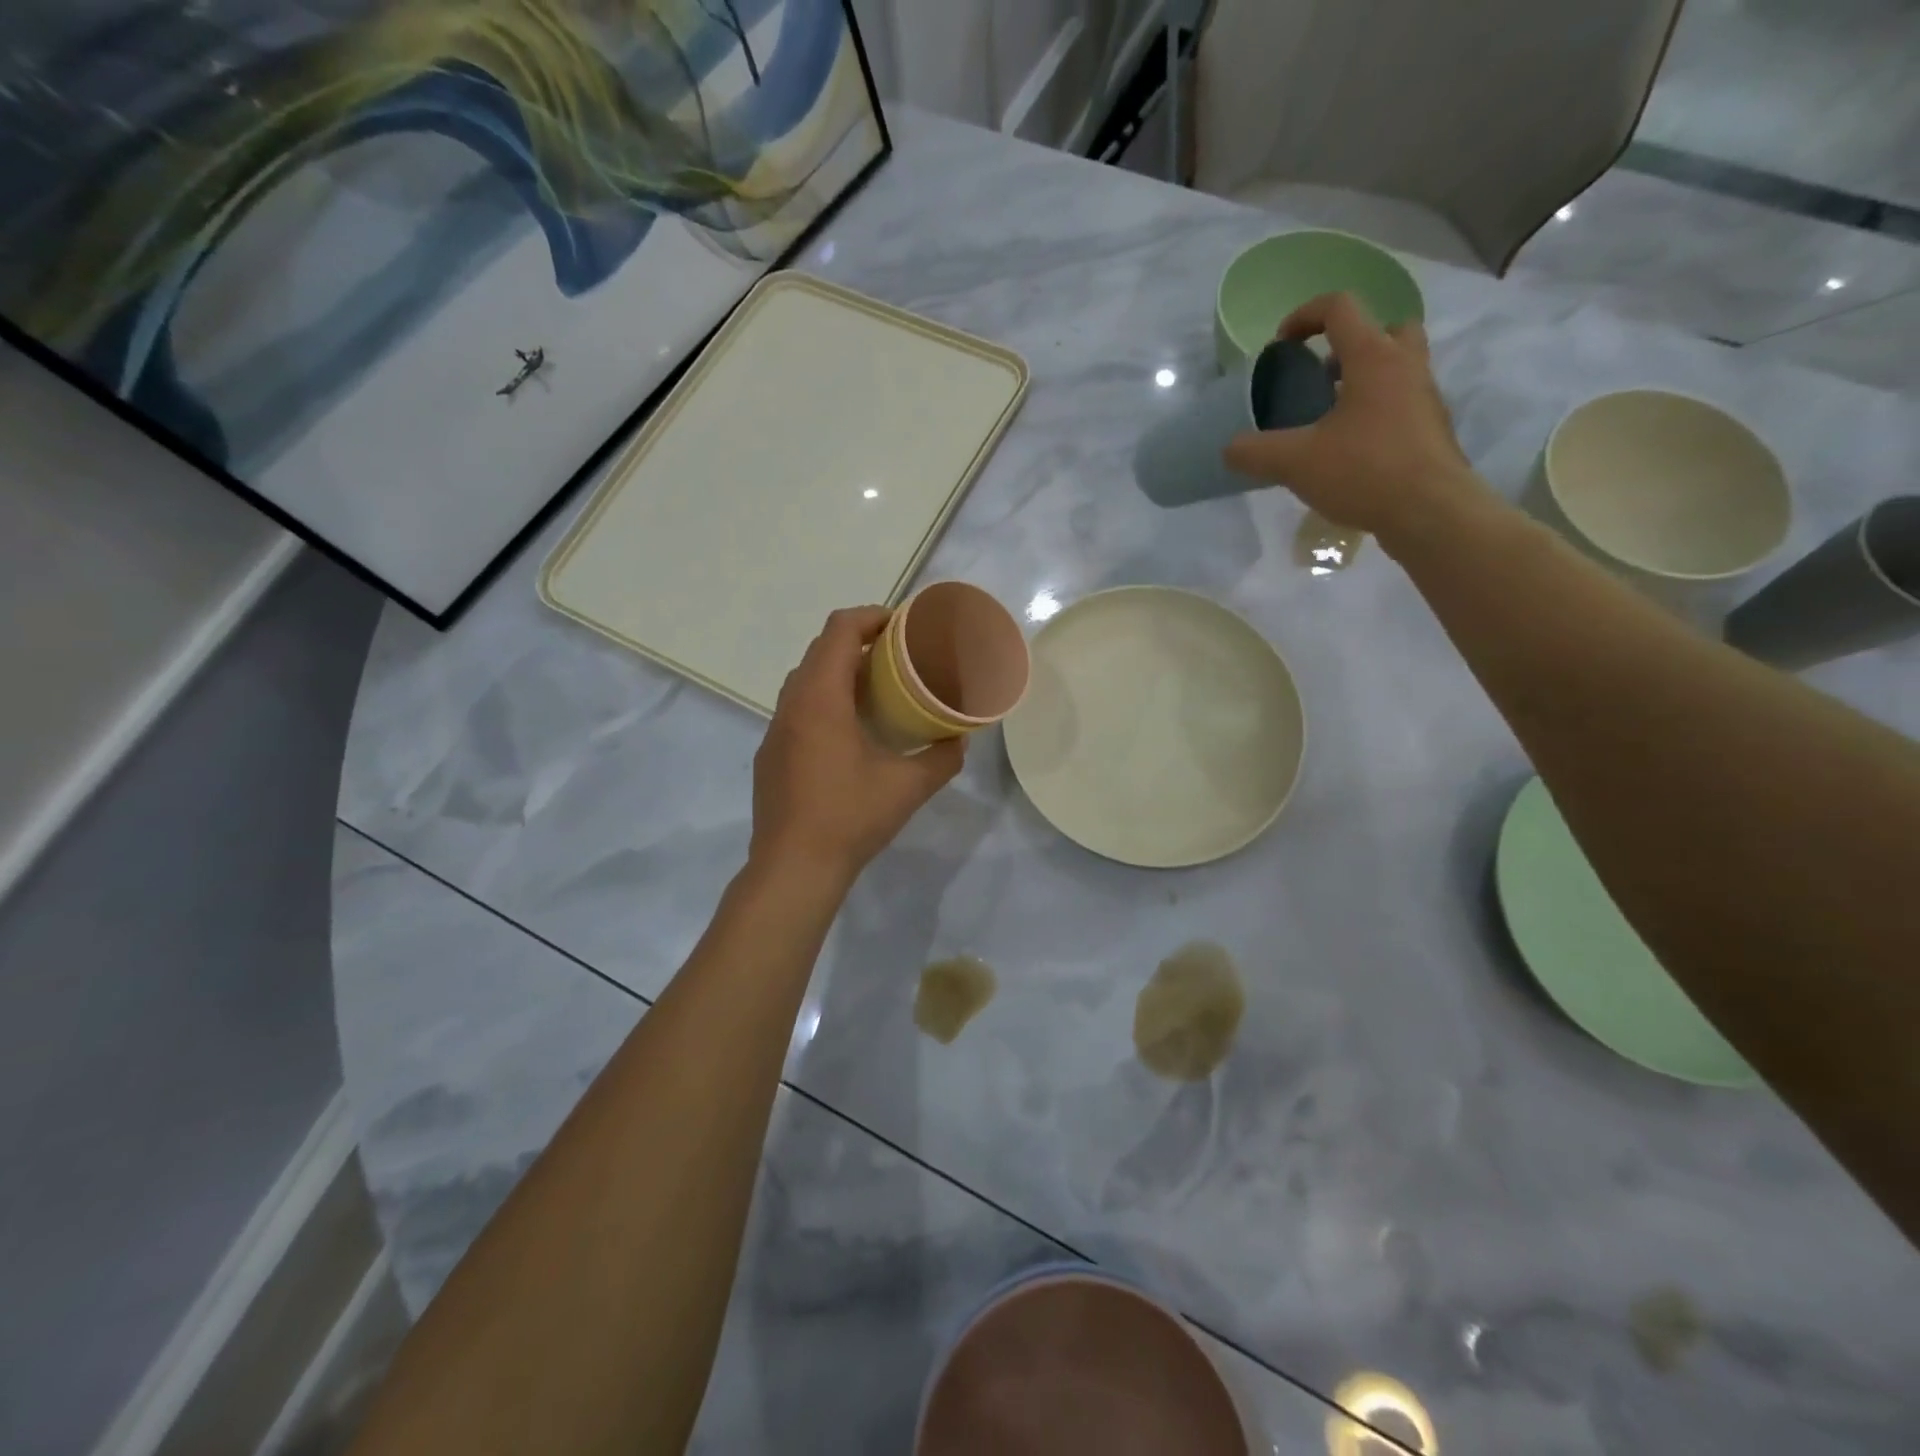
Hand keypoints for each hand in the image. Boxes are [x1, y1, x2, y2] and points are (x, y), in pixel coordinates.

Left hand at [750, 607, 964, 884]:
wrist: (793, 868)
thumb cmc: (850, 818)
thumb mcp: (908, 787)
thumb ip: (942, 758)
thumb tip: (960, 740)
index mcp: (820, 699)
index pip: (839, 631)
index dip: (872, 616)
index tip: (902, 625)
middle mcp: (791, 705)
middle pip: (821, 650)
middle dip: (859, 642)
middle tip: (897, 656)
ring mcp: (775, 730)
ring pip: (805, 680)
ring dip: (839, 673)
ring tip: (876, 689)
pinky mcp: (770, 754)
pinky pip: (797, 709)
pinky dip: (823, 701)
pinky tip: (848, 732)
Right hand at [1223, 292, 1489, 551]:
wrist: (1430, 511)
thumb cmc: (1364, 471)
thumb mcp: (1295, 463)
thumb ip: (1255, 452)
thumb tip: (1230, 448)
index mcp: (1373, 358)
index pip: (1340, 308)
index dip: (1305, 316)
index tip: (1282, 344)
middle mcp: (1405, 366)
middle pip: (1384, 329)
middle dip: (1349, 345)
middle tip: (1321, 377)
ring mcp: (1424, 398)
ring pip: (1397, 368)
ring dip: (1363, 380)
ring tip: (1330, 417)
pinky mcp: (1431, 430)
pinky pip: (1402, 404)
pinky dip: (1376, 413)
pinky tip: (1350, 450)